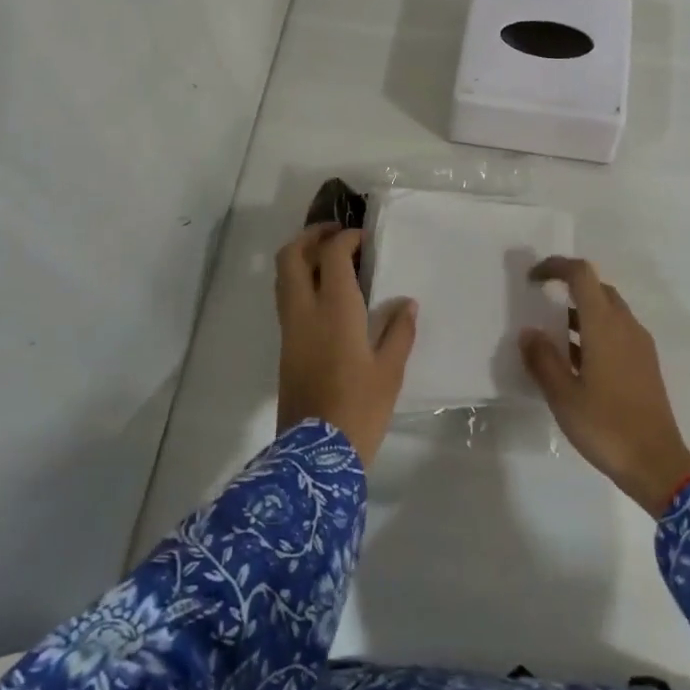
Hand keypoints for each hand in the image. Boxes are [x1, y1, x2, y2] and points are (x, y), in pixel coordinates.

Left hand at [275, 224, 416, 468]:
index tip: (364, 238)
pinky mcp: (285, 347)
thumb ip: (399, 331)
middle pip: (290, 256)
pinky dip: (300, 281)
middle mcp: (304, 311)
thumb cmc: (360, 408)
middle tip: (335, 233)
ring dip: (301, 257)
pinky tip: (325, 293)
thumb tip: (406, 304)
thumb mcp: (390, 371)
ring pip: (283, 277)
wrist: (314, 455)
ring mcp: (289, 329)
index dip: (346, 238)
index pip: (332, 255)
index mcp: (335, 309)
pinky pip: (286, 299)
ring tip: (329, 257)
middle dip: (310, 236)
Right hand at [520, 257, 689, 517]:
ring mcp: (640, 344)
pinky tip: (577, 362)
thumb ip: (543, 360)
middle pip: (597, 288)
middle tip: (541, 304)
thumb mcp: (563, 396)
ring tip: (553, 336)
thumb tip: (528, 332)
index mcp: (605, 325)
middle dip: (568, 288)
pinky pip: (617, 331)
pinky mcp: (646, 363)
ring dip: (581, 312)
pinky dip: (595, 331)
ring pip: (609, 311)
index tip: (532, 279)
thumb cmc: (606, 426)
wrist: (658, 464)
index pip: (582, 274)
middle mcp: (626, 325)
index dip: (555, 267)